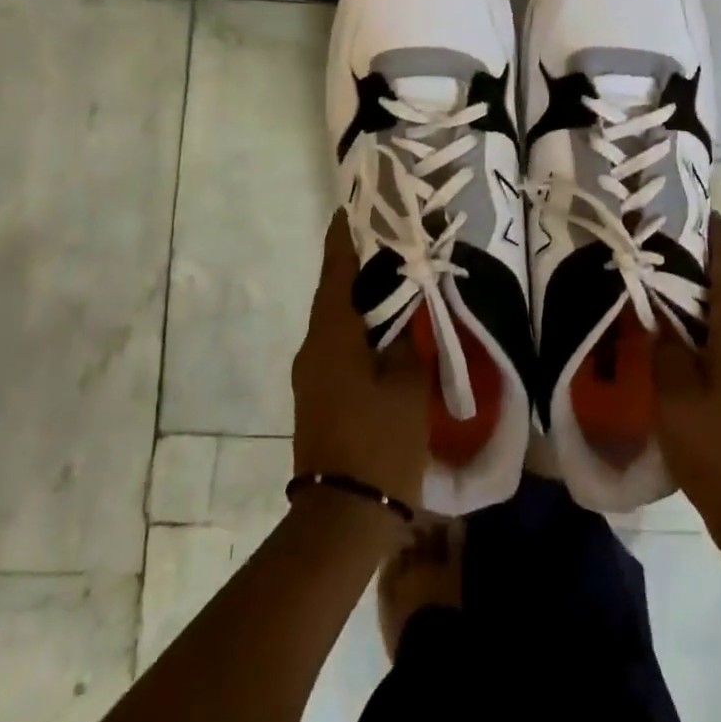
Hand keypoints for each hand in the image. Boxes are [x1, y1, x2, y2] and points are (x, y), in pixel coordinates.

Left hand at [292, 213, 430, 511]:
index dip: (347, 233)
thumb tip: (407, 305)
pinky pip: (340, 343)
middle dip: (361, 260)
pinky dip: (362, 324)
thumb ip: (407, 337)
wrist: (341, 519)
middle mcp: (314, 345)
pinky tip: (390, 325)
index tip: (360, 203)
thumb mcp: (406, 383)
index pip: (337, 267)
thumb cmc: (378, 442)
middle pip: (336, 288)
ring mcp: (313, 372)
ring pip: (339, 317)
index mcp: (332, 334)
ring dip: (363, 294)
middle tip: (395, 235)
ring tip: (399, 274)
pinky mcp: (320, 394)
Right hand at [653, 214, 720, 548]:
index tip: (702, 211)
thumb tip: (657, 315)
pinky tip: (671, 340)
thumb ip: (664, 348)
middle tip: (662, 246)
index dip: (718, 239)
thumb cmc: (718, 448)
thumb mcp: (675, 395)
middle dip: (701, 265)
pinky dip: (699, 330)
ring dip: (697, 299)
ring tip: (659, 286)